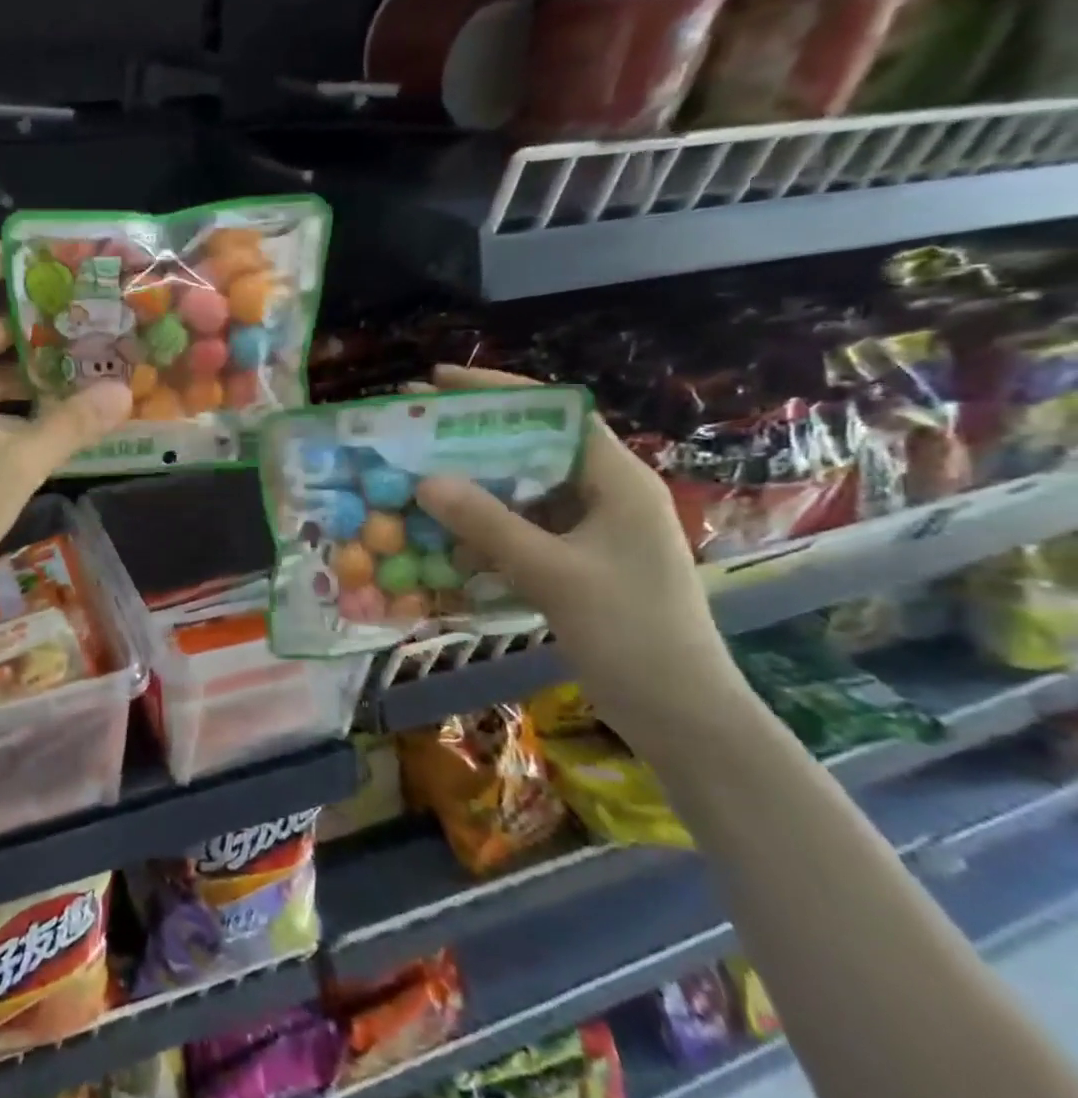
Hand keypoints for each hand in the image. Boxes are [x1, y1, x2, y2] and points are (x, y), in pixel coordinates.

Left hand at [0, 243, 132, 605]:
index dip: (5, 258)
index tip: (58, 266)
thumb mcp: (16, 466)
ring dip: (24, 363)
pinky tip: (50, 413)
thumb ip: (71, 424)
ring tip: (84, 366)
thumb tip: (123, 393)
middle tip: (92, 323)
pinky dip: (5, 395)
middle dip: (34, 319)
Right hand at [414, 365, 748, 738]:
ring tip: (417, 477)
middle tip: (414, 430)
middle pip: (531, 447)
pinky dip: (483, 527)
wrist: (682, 716)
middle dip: (471, 439)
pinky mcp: (577, 561)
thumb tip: (424, 481)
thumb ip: (487, 523)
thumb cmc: (632, 634)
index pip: (554, 412)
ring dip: (472, 486)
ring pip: (521, 490)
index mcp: (616, 479)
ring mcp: (591, 530)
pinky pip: (521, 528)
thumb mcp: (553, 573)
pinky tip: (445, 535)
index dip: (497, 391)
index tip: (439, 381)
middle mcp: (604, 493)